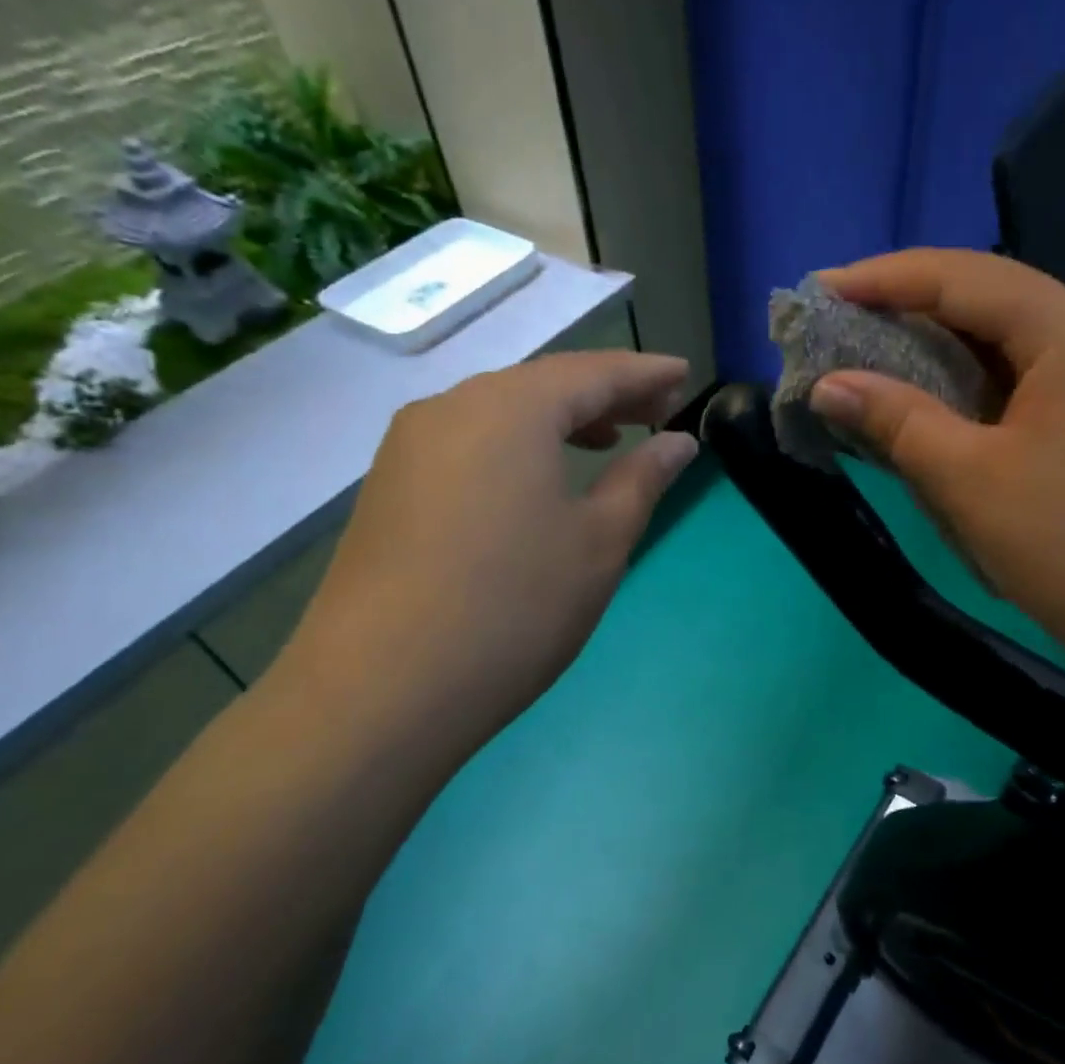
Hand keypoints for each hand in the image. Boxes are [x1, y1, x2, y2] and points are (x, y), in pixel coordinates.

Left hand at [273, 351, 697, 768]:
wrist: (380, 691)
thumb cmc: (514, 607)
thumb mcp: (599, 541)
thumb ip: (642, 478)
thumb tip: (677, 441)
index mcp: (511, 408)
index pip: (593, 372)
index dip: (644, 373)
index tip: (684, 374)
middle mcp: (453, 408)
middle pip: (543, 385)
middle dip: (604, 394)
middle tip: (656, 410)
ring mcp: (410, 446)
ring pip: (501, 412)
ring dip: (560, 419)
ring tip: (605, 442)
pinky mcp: (390, 485)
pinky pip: (469, 442)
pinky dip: (517, 445)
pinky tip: (536, 479)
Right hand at [808, 249, 1064, 681]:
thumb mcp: (968, 480)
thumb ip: (895, 420)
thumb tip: (826, 384)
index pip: (966, 278)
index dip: (885, 279)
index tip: (821, 289)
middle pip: (990, 296)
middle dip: (910, 301)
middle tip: (841, 317)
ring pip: (1007, 336)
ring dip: (939, 340)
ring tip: (873, 348)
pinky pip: (1024, 374)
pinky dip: (970, 378)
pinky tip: (932, 394)